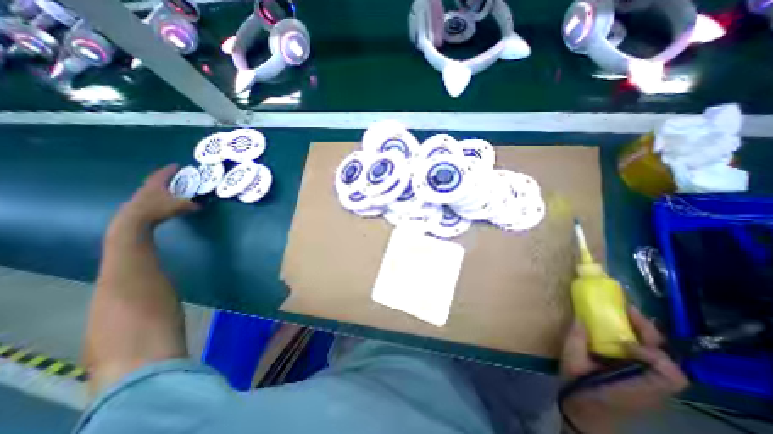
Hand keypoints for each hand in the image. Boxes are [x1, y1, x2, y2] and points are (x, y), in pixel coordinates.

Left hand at [116, 165, 200, 228]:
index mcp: (156, 184)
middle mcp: (146, 188)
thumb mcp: (180, 206)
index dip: (170, 169)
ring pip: (151, 188)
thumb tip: (201, 205)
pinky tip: (162, 201)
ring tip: (168, 189)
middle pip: (155, 179)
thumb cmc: (158, 208)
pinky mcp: (137, 205)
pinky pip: (149, 197)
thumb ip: (191, 205)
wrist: (134, 220)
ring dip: (160, 188)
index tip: (176, 165)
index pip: (164, 173)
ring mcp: (140, 196)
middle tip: (172, 176)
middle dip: (164, 177)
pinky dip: (157, 197)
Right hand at [559, 307, 684, 432]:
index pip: (668, 373)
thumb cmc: (580, 390)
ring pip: (661, 357)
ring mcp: (649, 384)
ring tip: (625, 316)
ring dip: (644, 335)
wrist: (586, 414)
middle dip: (649, 332)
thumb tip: (580, 317)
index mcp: (638, 386)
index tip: (622, 342)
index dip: (650, 353)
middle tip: (628, 311)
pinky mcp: (642, 379)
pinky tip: (619, 332)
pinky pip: (648, 358)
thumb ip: (575, 340)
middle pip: (668, 360)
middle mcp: (651, 386)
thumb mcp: (571, 363)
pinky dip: (638, 342)